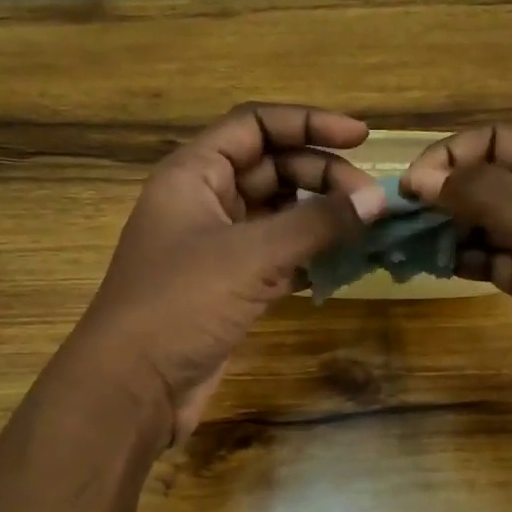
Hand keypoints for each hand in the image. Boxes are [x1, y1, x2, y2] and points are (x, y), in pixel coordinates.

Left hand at [60, 104, 385, 446]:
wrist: (134, 387)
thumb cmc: (181, 304)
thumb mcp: (252, 255)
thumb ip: (317, 223)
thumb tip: (377, 200)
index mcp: (194, 174)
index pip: (255, 125)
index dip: (308, 123)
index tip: (361, 137)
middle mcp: (204, 201)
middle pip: (272, 167)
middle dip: (321, 175)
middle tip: (370, 199)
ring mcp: (217, 246)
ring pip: (278, 214)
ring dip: (320, 217)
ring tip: (367, 228)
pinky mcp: (230, 286)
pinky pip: (278, 256)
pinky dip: (310, 255)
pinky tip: (345, 263)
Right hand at [403, 126, 511, 433]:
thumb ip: (487, 194)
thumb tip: (422, 177)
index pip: (500, 141)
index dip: (453, 155)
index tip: (411, 185)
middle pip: (488, 180)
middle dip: (444, 193)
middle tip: (398, 217)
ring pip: (484, 222)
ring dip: (446, 227)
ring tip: (406, 242)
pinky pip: (488, 258)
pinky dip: (460, 258)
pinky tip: (432, 265)